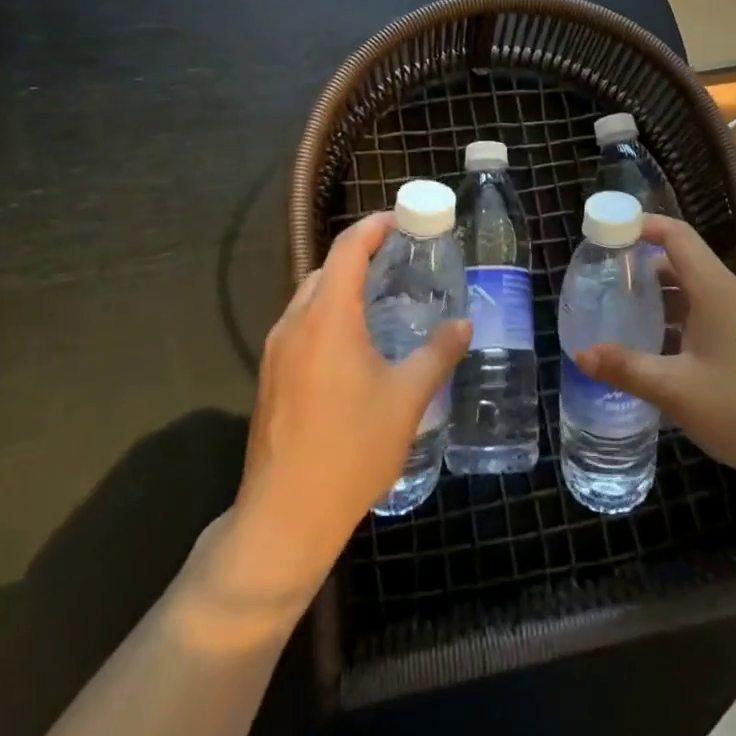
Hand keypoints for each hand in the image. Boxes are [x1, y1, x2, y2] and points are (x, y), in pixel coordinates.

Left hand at [229, 212, 470, 595]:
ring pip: (311, 297)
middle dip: (363, 254)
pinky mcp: (271, 376)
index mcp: (327, 317)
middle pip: (327, 269)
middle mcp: (295, 323)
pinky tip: (357, 343)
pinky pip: (302, 325)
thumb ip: (437, 354)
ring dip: (344, 286)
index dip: (376, 225)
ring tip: (385, 297)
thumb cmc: (351, 450)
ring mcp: (276, 350)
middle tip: (404, 260)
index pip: (348, 248)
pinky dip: (330, 314)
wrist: (285, 516)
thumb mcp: (406, 399)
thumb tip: (464, 325)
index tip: (405, 219)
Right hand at [574, 216, 735, 511]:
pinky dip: (678, 317)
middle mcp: (732, 295)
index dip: (642, 225)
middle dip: (643, 264)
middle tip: (604, 279)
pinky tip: (657, 346)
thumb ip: (626, 368)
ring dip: (660, 295)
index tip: (607, 233)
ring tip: (622, 311)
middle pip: (683, 260)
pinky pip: (707, 312)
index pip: (676, 235)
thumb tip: (581, 354)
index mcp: (716, 291)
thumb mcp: (676, 390)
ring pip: (695, 290)